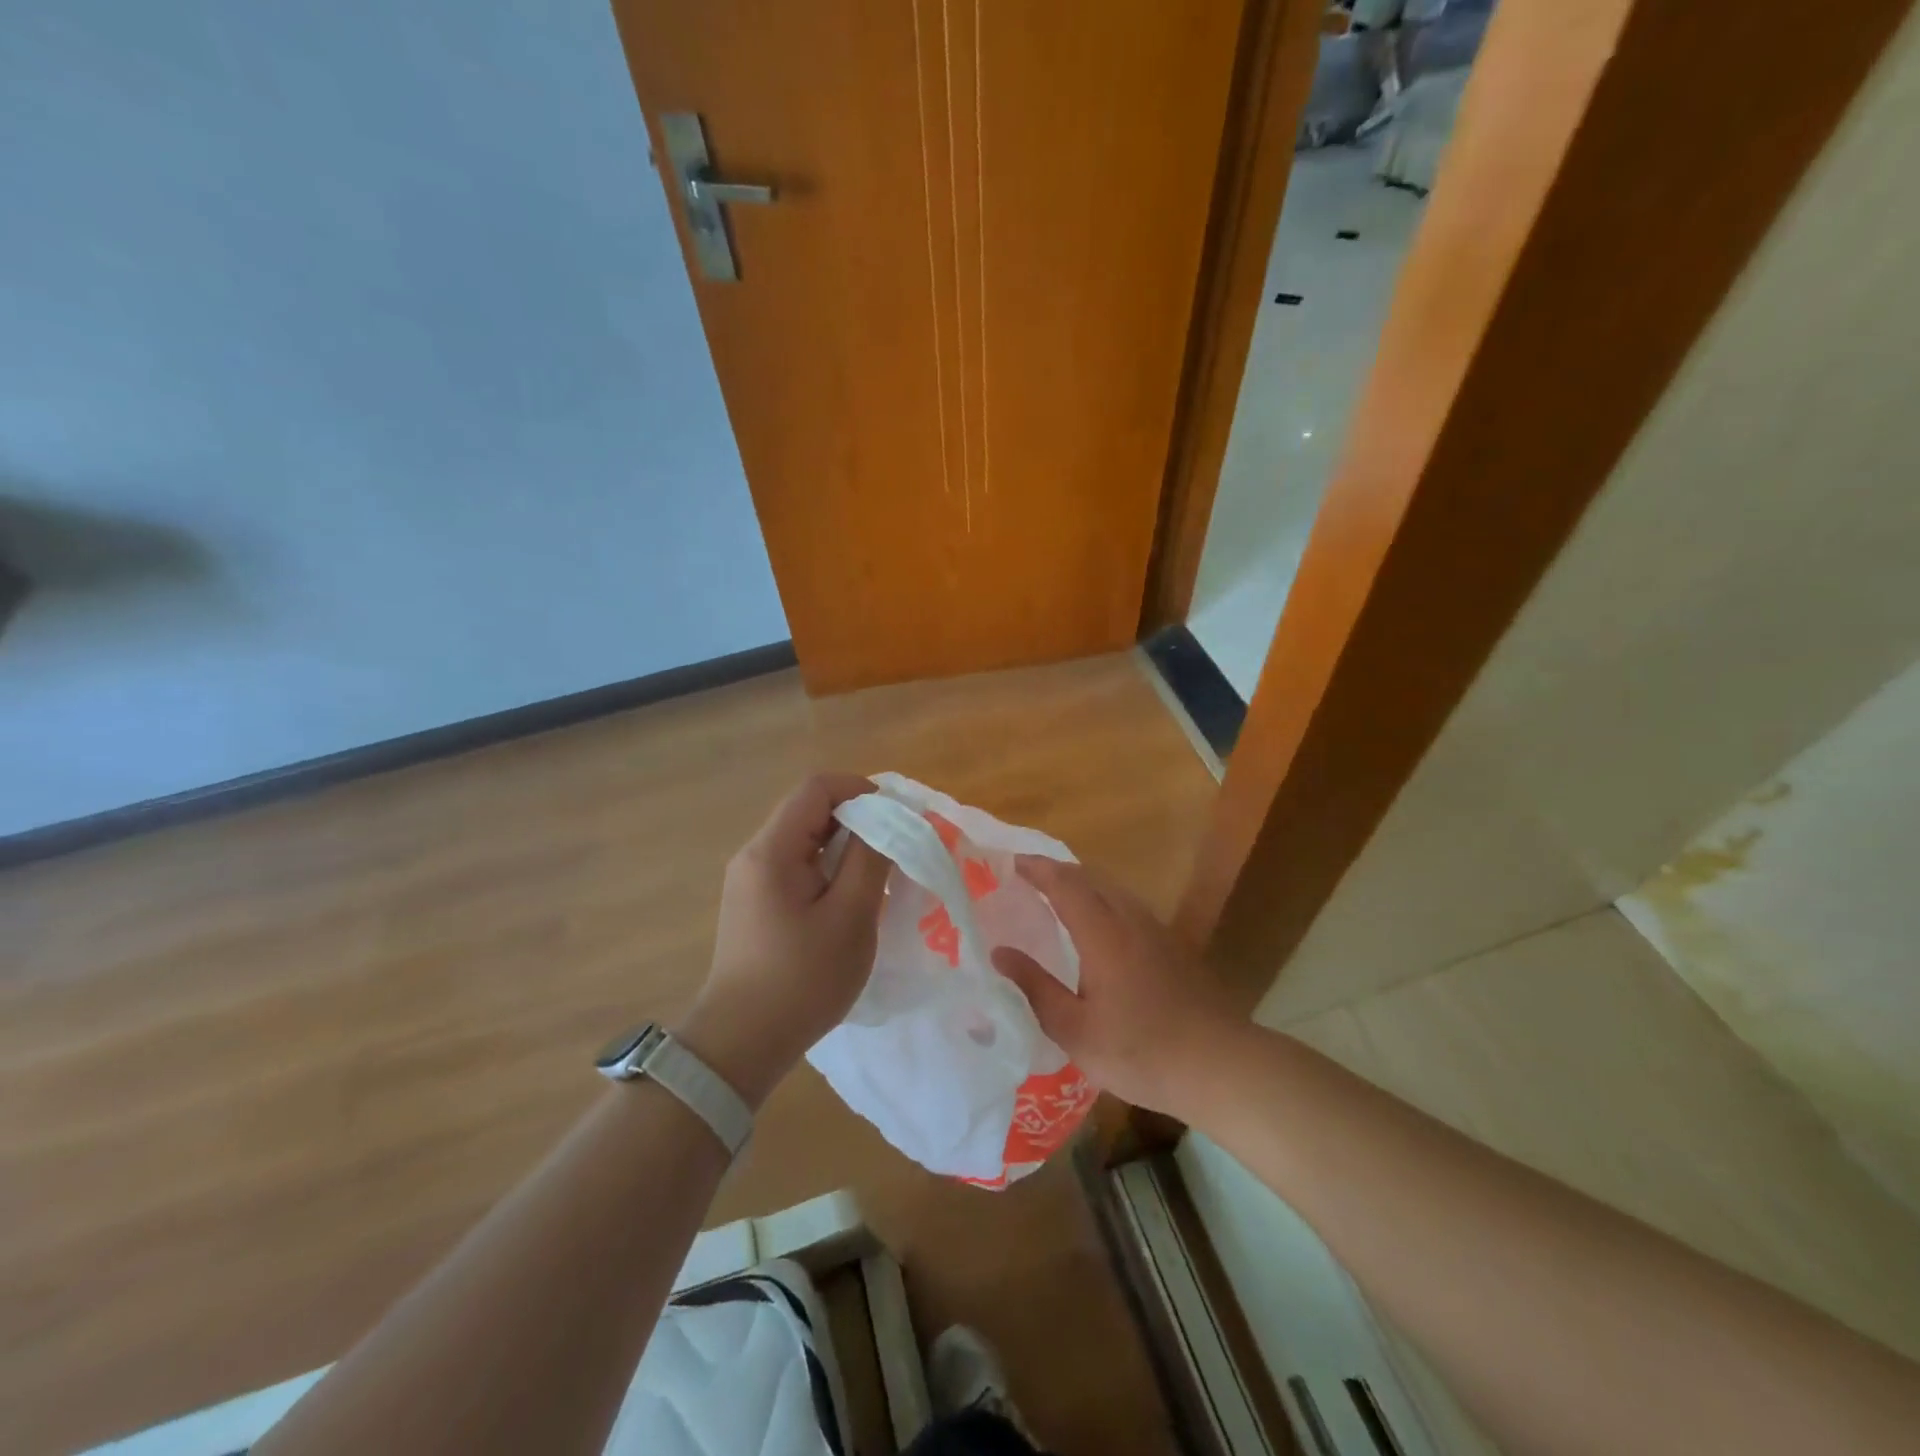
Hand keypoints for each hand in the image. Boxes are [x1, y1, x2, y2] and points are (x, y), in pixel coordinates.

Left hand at [676, 773, 891, 1107]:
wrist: (742, 1043)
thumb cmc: (802, 979)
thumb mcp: (850, 916)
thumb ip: (870, 858)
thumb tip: (887, 818)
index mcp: (772, 850)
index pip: (817, 788)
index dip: (861, 790)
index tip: (898, 818)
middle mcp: (755, 854)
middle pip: (810, 811)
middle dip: (858, 820)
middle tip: (897, 849)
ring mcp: (752, 880)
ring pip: (806, 841)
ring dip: (846, 848)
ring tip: (880, 876)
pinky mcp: (756, 904)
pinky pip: (798, 867)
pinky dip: (830, 870)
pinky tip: (852, 901)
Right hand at [990, 857, 1237, 1114]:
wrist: (1218, 1065)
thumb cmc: (1138, 1050)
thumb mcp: (1074, 1029)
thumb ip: (1035, 987)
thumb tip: (1000, 953)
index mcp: (1102, 933)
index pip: (1064, 884)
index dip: (1037, 869)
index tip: (1011, 862)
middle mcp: (1130, 920)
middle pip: (1091, 878)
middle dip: (1058, 870)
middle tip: (1029, 876)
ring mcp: (1157, 931)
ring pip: (1114, 890)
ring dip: (1084, 883)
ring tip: (1059, 894)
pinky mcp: (1173, 946)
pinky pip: (1130, 906)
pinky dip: (1104, 900)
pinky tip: (1101, 926)